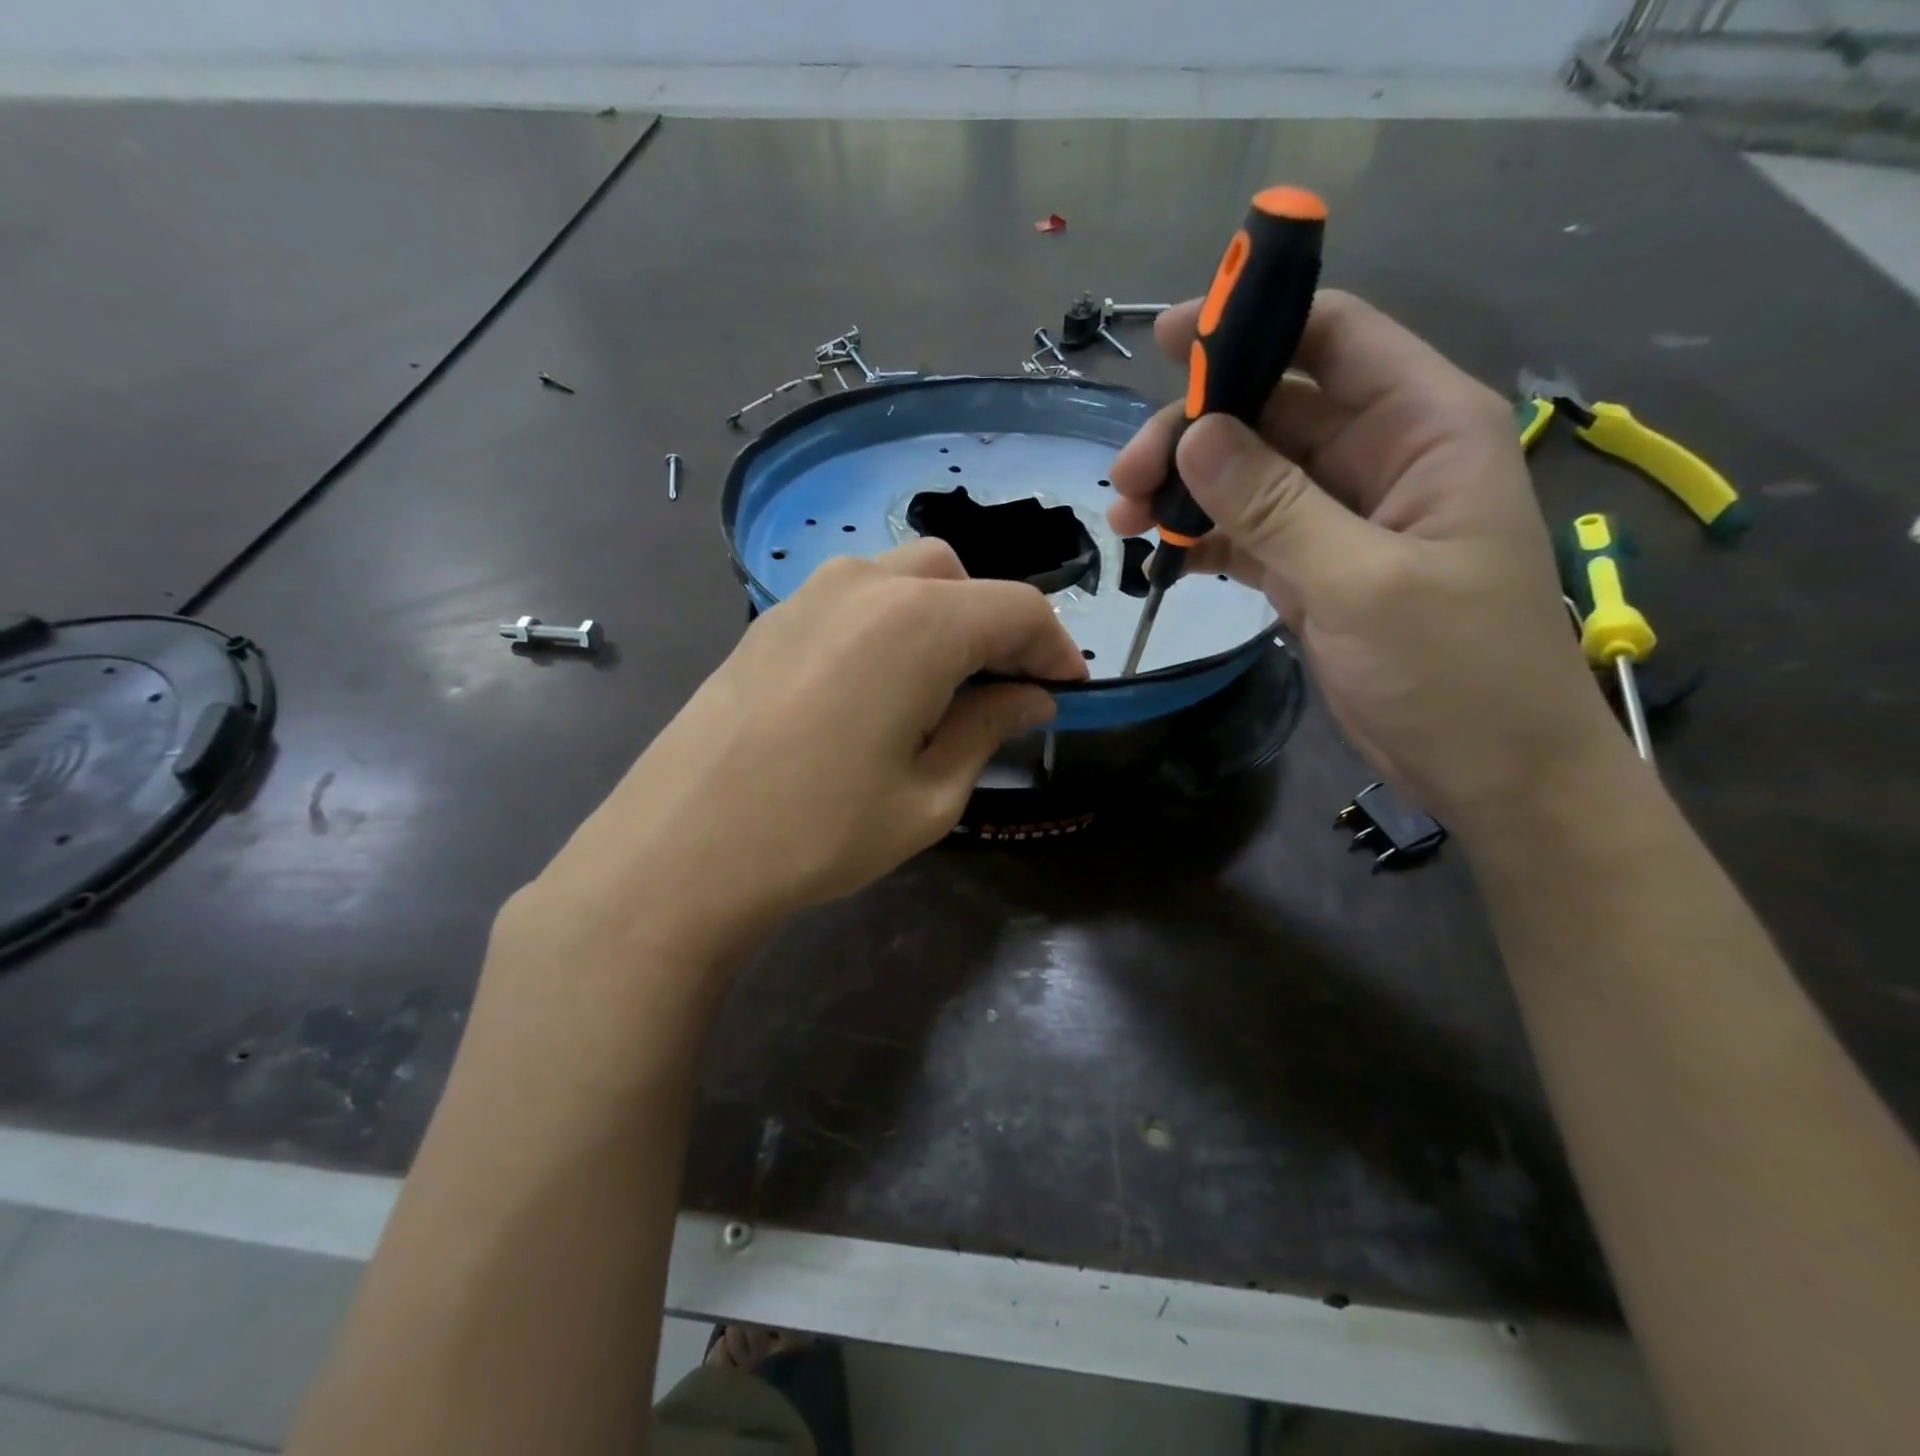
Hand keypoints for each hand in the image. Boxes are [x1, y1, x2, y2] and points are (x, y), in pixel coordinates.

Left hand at [510, 540, 1086, 967]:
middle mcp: (866, 585)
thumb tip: (1032, 695)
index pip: (1018, 609)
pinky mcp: (772, 618)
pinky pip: (856, 600)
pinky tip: (881, 686)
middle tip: (1006, 691)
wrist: (681, 851)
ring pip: (906, 580)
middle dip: (998, 627)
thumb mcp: (929, 796)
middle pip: (961, 580)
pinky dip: (892, 625)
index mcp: (920, 623)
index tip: (1069, 691)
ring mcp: (809, 594)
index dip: (1056, 648)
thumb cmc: (820, 832)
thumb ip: (989, 728)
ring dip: (944, 620)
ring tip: (944, 690)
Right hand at [1109, 290, 1625, 831]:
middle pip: (1271, 410)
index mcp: (1423, 428)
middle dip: (1193, 433)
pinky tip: (1159, 551)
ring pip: (1248, 475)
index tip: (1167, 341)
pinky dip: (1202, 537)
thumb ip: (1277, 507)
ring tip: (1125, 518)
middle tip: (1126, 478)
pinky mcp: (1313, 568)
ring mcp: (1341, 517)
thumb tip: (1194, 436)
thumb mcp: (1363, 582)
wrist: (1488, 770)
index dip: (1251, 323)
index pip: (1333, 338)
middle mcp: (1380, 458)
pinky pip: (1246, 532)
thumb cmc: (1455, 671)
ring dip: (1185, 489)